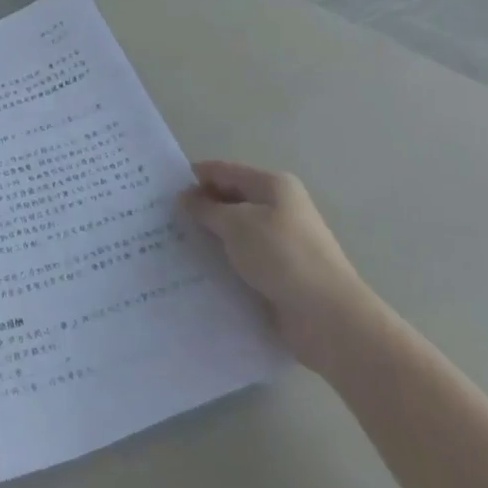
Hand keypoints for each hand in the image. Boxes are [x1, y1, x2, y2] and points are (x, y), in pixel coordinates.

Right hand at [180, 161, 372, 374]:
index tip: (160, 191)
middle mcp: (279, 208)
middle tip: (161, 221)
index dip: (194, 177)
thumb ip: (207, 208)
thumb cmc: (282, 257)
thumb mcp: (237, 224)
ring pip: (235, 232)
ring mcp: (281, 242)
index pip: (224, 171)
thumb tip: (186, 197)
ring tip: (172, 248)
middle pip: (230, 200)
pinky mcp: (279, 273)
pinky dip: (223, 262)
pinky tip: (198, 273)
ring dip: (209, 238)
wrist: (328, 317)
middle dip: (199, 209)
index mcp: (273, 186)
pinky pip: (243, 260)